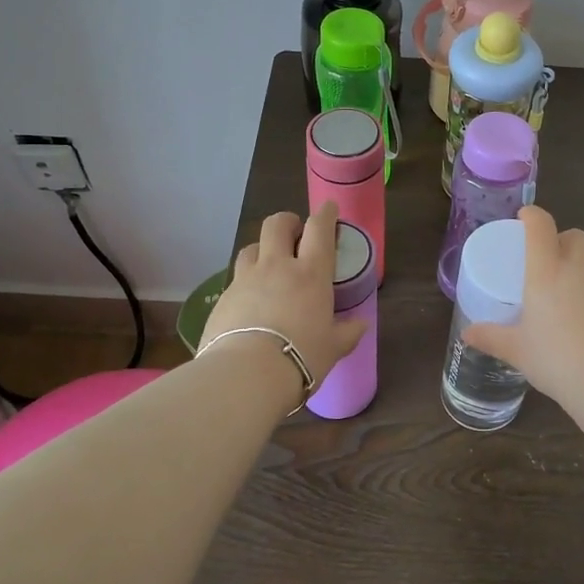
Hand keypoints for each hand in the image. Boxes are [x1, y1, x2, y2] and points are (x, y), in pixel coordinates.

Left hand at [202, 203, 365, 388]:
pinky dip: (245, 283)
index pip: (319, 229)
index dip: (325, 214)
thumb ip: (347, 332)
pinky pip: (235, 279)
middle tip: (295, 234)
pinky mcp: (222, 298)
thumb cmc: (301, 356)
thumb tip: (360, 324)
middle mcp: (277, 267)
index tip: (328, 209)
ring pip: (251, 247)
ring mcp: (246, 279)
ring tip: (268, 266)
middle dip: (287, 222)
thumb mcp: (333, 348)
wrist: (246, 374)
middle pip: (277, 224)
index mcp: (311, 273)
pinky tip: (249, 302)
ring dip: (262, 250)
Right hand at [463, 206, 583, 403]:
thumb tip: (467, 334)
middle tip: (544, 263)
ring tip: (562, 303)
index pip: (541, 226)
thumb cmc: (557, 360)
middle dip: (560, 240)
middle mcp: (579, 271)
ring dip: (577, 272)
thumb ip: (491, 338)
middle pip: (574, 237)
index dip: (532, 215)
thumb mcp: (517, 351)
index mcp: (547, 273)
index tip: (523, 218)